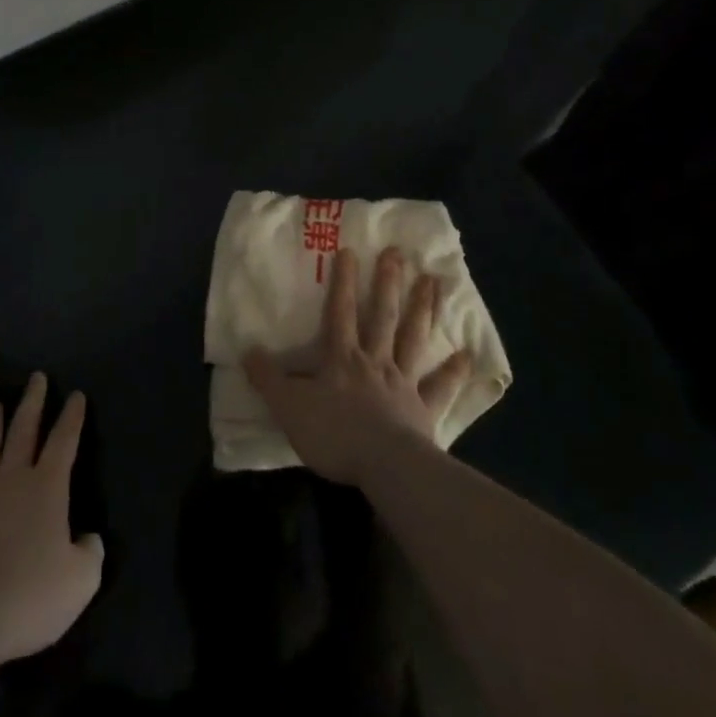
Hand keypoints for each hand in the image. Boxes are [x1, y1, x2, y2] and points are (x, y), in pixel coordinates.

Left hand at [0, 373, 103, 668]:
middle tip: (36, 378)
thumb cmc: (28, 595)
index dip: (72, 417)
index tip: (76, 395)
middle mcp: (14, 478)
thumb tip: (88, 539)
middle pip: (24, 429)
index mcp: (47, 486)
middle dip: (33, 402)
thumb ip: (90, 553)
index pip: (63, 440)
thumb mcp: (80, 581)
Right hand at [245, 247, 470, 486]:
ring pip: (413, 339)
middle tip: (399, 253)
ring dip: (423, 310)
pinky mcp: (424, 410)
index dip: (344, 282)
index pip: (340, 312)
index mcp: (342, 359)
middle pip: (382, 316)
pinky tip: (467, 355)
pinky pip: (440, 387)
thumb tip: (248, 351)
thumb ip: (269, 379)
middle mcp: (375, 361)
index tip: (351, 250)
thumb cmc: (334, 434)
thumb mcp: (289, 407)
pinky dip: (454, 372)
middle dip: (389, 283)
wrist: (384, 466)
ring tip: (434, 282)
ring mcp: (403, 384)